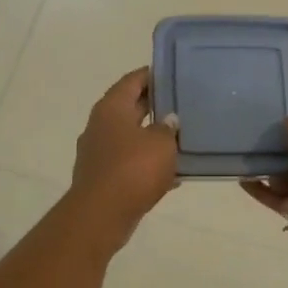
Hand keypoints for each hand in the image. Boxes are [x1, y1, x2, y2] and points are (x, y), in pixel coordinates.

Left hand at [69, 68, 179, 246]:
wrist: (101, 215)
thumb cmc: (132, 169)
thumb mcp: (161, 143)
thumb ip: (169, 128)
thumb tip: (169, 121)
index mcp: (112, 108)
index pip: (133, 80)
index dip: (154, 74)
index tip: (175, 73)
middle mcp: (102, 125)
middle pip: (132, 107)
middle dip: (158, 105)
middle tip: (186, 103)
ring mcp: (100, 152)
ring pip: (133, 136)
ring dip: (155, 137)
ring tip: (184, 137)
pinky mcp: (105, 177)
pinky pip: (132, 162)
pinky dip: (150, 164)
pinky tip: (174, 173)